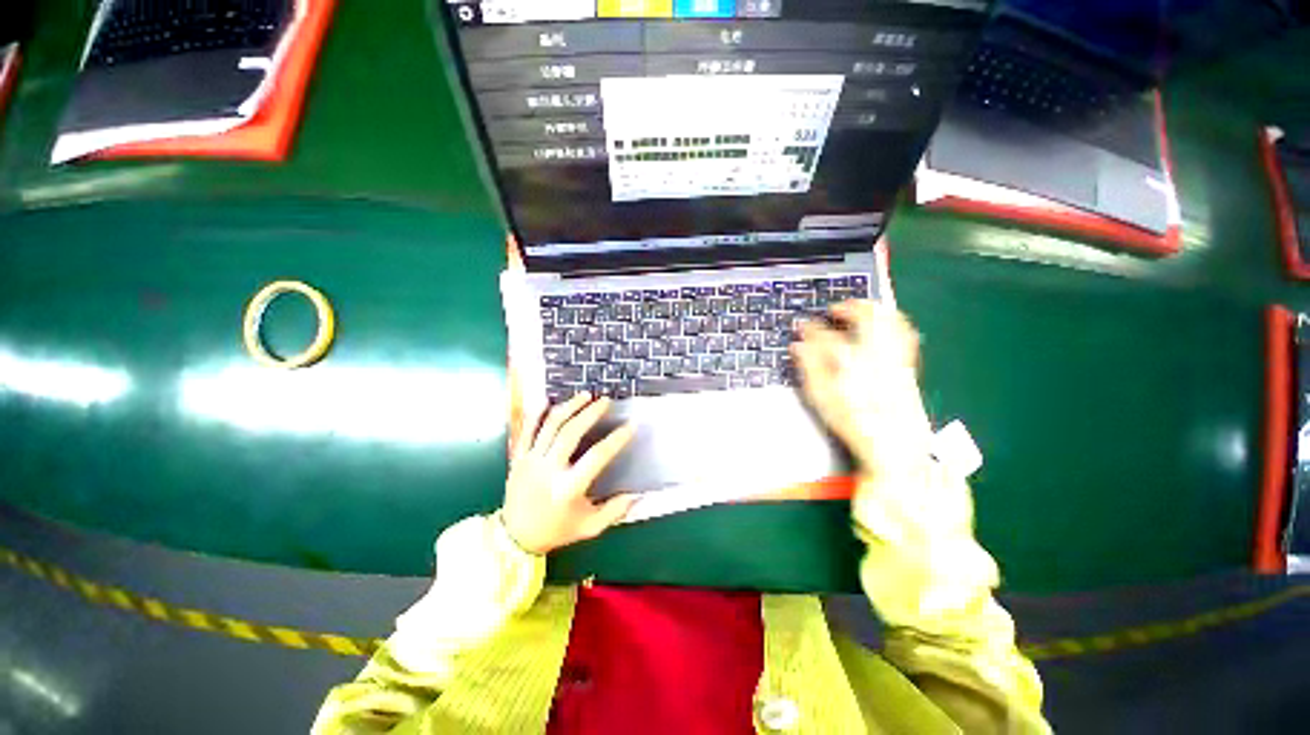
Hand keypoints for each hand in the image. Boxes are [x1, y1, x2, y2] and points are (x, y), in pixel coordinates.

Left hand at [501, 393, 637, 554]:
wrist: (514, 538)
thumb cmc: (556, 531)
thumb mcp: (589, 527)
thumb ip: (614, 511)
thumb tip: (637, 495)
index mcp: (568, 488)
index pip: (597, 456)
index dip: (616, 439)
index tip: (630, 425)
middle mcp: (548, 470)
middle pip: (571, 433)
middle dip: (590, 413)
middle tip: (604, 401)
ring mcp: (530, 461)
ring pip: (550, 426)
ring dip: (569, 407)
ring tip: (584, 395)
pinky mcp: (518, 458)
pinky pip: (526, 431)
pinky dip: (537, 414)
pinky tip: (548, 400)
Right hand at [791, 301, 933, 477]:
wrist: (894, 443)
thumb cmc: (852, 422)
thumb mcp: (820, 398)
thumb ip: (808, 368)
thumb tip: (797, 346)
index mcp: (849, 363)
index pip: (825, 336)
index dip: (809, 328)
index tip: (800, 326)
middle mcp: (875, 355)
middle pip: (866, 317)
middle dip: (848, 308)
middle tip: (834, 310)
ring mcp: (894, 358)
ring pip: (889, 320)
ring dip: (873, 310)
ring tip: (859, 309)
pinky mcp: (906, 365)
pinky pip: (904, 333)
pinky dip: (892, 322)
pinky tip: (883, 325)